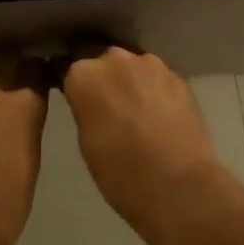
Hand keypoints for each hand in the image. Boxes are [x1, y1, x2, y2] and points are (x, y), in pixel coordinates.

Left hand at [0, 52, 49, 244]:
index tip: (44, 78)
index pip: (34, 71)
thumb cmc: (5, 210)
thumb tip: (25, 118)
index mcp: (21, 108)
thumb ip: (27, 130)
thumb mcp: (30, 165)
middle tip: (20, 78)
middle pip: (4, 61)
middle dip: (14, 66)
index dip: (40, 72)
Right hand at [60, 46, 243, 244]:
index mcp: (83, 74)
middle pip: (99, 57)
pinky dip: (151, 88)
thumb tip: (89, 99)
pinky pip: (155, 77)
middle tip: (103, 101)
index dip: (65, 77)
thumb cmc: (120, 173)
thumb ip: (84, 107)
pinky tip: (156, 112)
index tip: (69, 91)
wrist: (179, 187)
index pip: (64, 64)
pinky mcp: (178, 77)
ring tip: (133, 106)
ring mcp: (150, 64)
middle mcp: (114, 59)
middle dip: (99, 74)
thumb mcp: (85, 140)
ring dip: (127, 79)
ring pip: (130, 64)